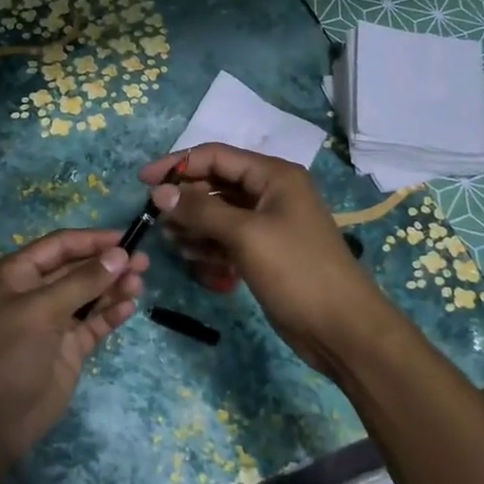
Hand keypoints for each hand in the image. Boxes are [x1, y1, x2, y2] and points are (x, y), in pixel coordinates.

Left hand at [0, 229, 147, 463]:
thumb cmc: (8, 352)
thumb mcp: (42, 310)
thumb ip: (83, 281)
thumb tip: (120, 254)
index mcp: (17, 274)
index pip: (60, 246)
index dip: (92, 240)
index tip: (127, 238)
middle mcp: (35, 293)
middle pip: (78, 269)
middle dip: (108, 264)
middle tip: (144, 262)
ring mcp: (53, 322)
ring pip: (90, 296)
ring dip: (113, 288)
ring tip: (139, 283)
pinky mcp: (69, 348)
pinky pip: (94, 324)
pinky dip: (111, 314)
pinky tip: (129, 308)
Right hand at [140, 143, 388, 379]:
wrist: (340, 327)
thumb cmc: (295, 270)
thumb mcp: (245, 234)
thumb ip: (200, 209)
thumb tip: (159, 192)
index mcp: (273, 175)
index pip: (215, 156)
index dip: (177, 165)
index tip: (142, 182)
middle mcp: (269, 192)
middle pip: (214, 184)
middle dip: (185, 201)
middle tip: (160, 223)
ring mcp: (267, 223)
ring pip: (217, 213)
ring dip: (194, 226)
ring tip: (178, 246)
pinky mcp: (263, 251)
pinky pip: (226, 238)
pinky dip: (209, 246)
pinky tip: (197, 260)